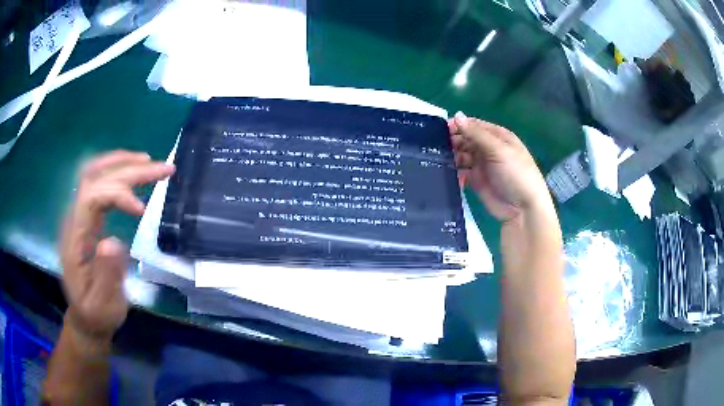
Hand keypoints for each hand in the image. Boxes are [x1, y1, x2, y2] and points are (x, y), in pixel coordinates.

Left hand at [60, 151, 174, 341]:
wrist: (85, 316)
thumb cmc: (95, 312)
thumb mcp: (102, 304)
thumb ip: (106, 276)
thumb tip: (113, 242)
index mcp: (74, 238)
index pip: (92, 197)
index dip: (117, 194)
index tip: (142, 211)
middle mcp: (75, 219)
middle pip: (96, 177)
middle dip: (128, 168)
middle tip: (162, 168)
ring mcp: (80, 216)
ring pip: (96, 174)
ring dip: (124, 163)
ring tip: (151, 163)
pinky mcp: (88, 218)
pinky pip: (100, 183)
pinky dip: (119, 173)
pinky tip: (135, 174)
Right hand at [449, 112, 551, 221]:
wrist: (523, 210)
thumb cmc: (516, 174)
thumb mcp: (499, 150)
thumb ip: (476, 134)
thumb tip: (456, 115)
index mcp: (498, 136)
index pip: (474, 125)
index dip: (459, 125)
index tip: (442, 129)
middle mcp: (489, 148)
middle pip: (466, 140)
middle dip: (453, 141)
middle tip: (438, 147)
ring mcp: (482, 165)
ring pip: (462, 155)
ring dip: (452, 156)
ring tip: (440, 160)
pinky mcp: (476, 181)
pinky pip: (461, 172)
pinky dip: (455, 172)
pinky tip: (449, 174)